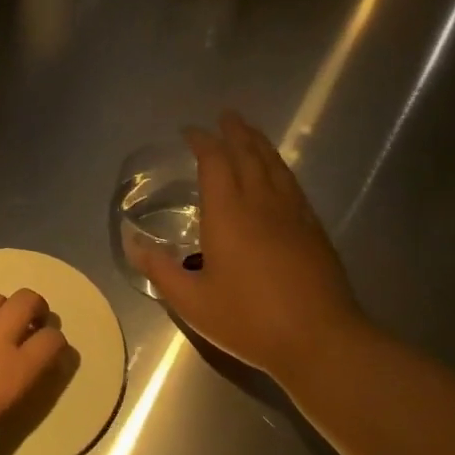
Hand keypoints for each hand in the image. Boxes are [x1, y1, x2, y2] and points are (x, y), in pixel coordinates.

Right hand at [130, 111, 366, 379]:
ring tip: (249, 132)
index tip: (190, 132)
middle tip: (225, 116)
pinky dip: (279, 168)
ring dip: (260, 144)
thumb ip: (161, 270)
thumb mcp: (192, 302)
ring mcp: (293, 214)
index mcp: (228, 214)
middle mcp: (261, 203)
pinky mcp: (313, 229)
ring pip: (275, 165)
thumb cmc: (249, 319)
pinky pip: (292, 184)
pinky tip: (277, 173)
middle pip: (249, 154)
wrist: (320, 339)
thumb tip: (133, 244)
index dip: (202, 142)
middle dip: (234, 132)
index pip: (214, 162)